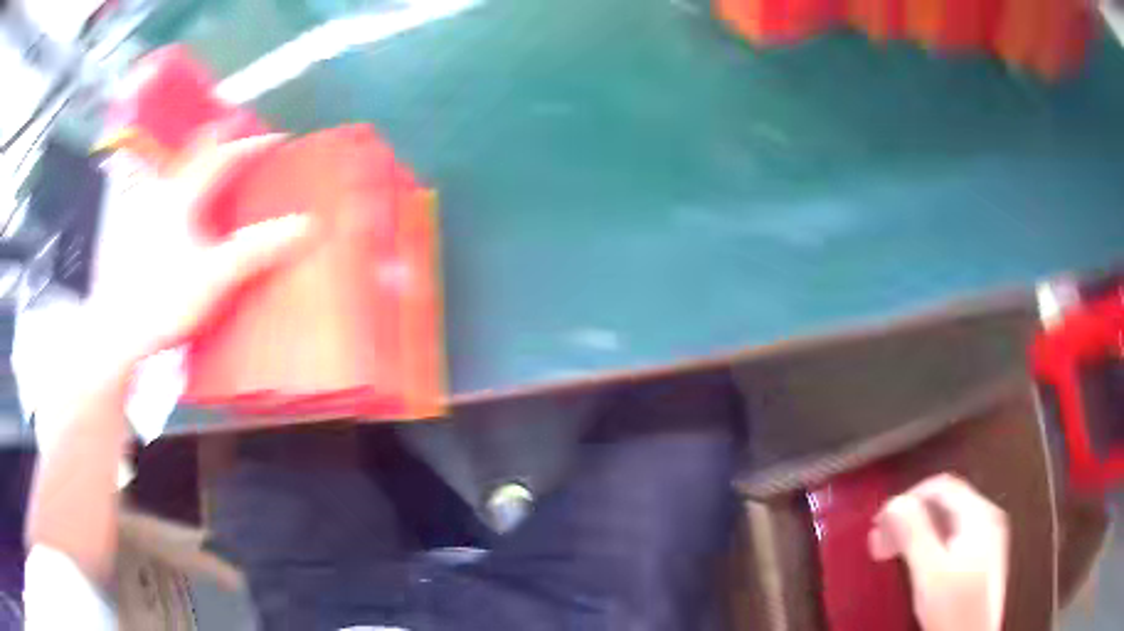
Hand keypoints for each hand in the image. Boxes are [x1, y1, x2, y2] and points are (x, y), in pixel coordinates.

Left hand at [90, 133, 311, 369]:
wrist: (118, 332)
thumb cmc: (164, 298)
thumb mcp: (216, 274)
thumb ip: (259, 248)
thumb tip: (307, 225)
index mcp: (184, 195)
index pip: (225, 155)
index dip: (254, 144)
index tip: (279, 140)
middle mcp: (166, 195)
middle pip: (198, 156)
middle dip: (223, 146)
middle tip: (244, 150)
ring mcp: (150, 215)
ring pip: (182, 178)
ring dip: (204, 171)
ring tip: (221, 179)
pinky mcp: (142, 237)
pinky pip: (171, 202)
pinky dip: (188, 197)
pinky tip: (191, 218)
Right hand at [868, 474, 1009, 630]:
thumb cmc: (955, 610)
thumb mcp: (931, 573)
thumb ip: (915, 534)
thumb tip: (895, 503)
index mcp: (980, 515)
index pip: (941, 486)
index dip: (908, 498)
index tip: (881, 521)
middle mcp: (987, 519)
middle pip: (944, 503)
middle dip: (909, 518)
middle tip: (881, 540)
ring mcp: (987, 539)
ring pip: (947, 521)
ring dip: (916, 533)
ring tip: (891, 553)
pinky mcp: (981, 559)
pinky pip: (951, 538)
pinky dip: (928, 545)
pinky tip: (915, 564)